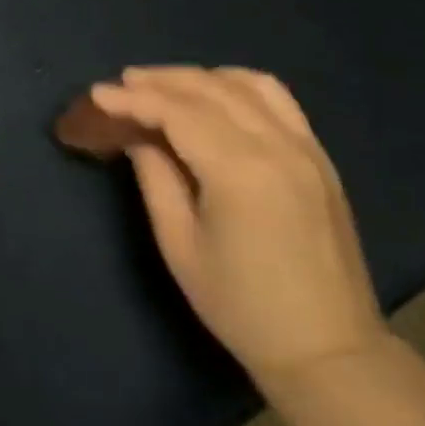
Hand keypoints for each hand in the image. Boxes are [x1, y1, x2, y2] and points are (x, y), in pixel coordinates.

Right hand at [66, 66, 385, 393]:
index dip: (133, 99)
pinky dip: (241, 86)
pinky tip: (218, 96)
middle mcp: (275, 145)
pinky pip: (279, 100)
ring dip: (201, 78)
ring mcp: (305, 147)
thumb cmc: (241, 306)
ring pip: (248, 84)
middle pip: (210, 89)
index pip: (177, 112)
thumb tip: (138, 137)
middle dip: (161, 80)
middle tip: (122, 84)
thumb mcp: (181, 246)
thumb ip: (157, 180)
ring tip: (165, 86)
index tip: (97, 94)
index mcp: (238, 171)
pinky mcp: (320, 158)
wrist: (327, 347)